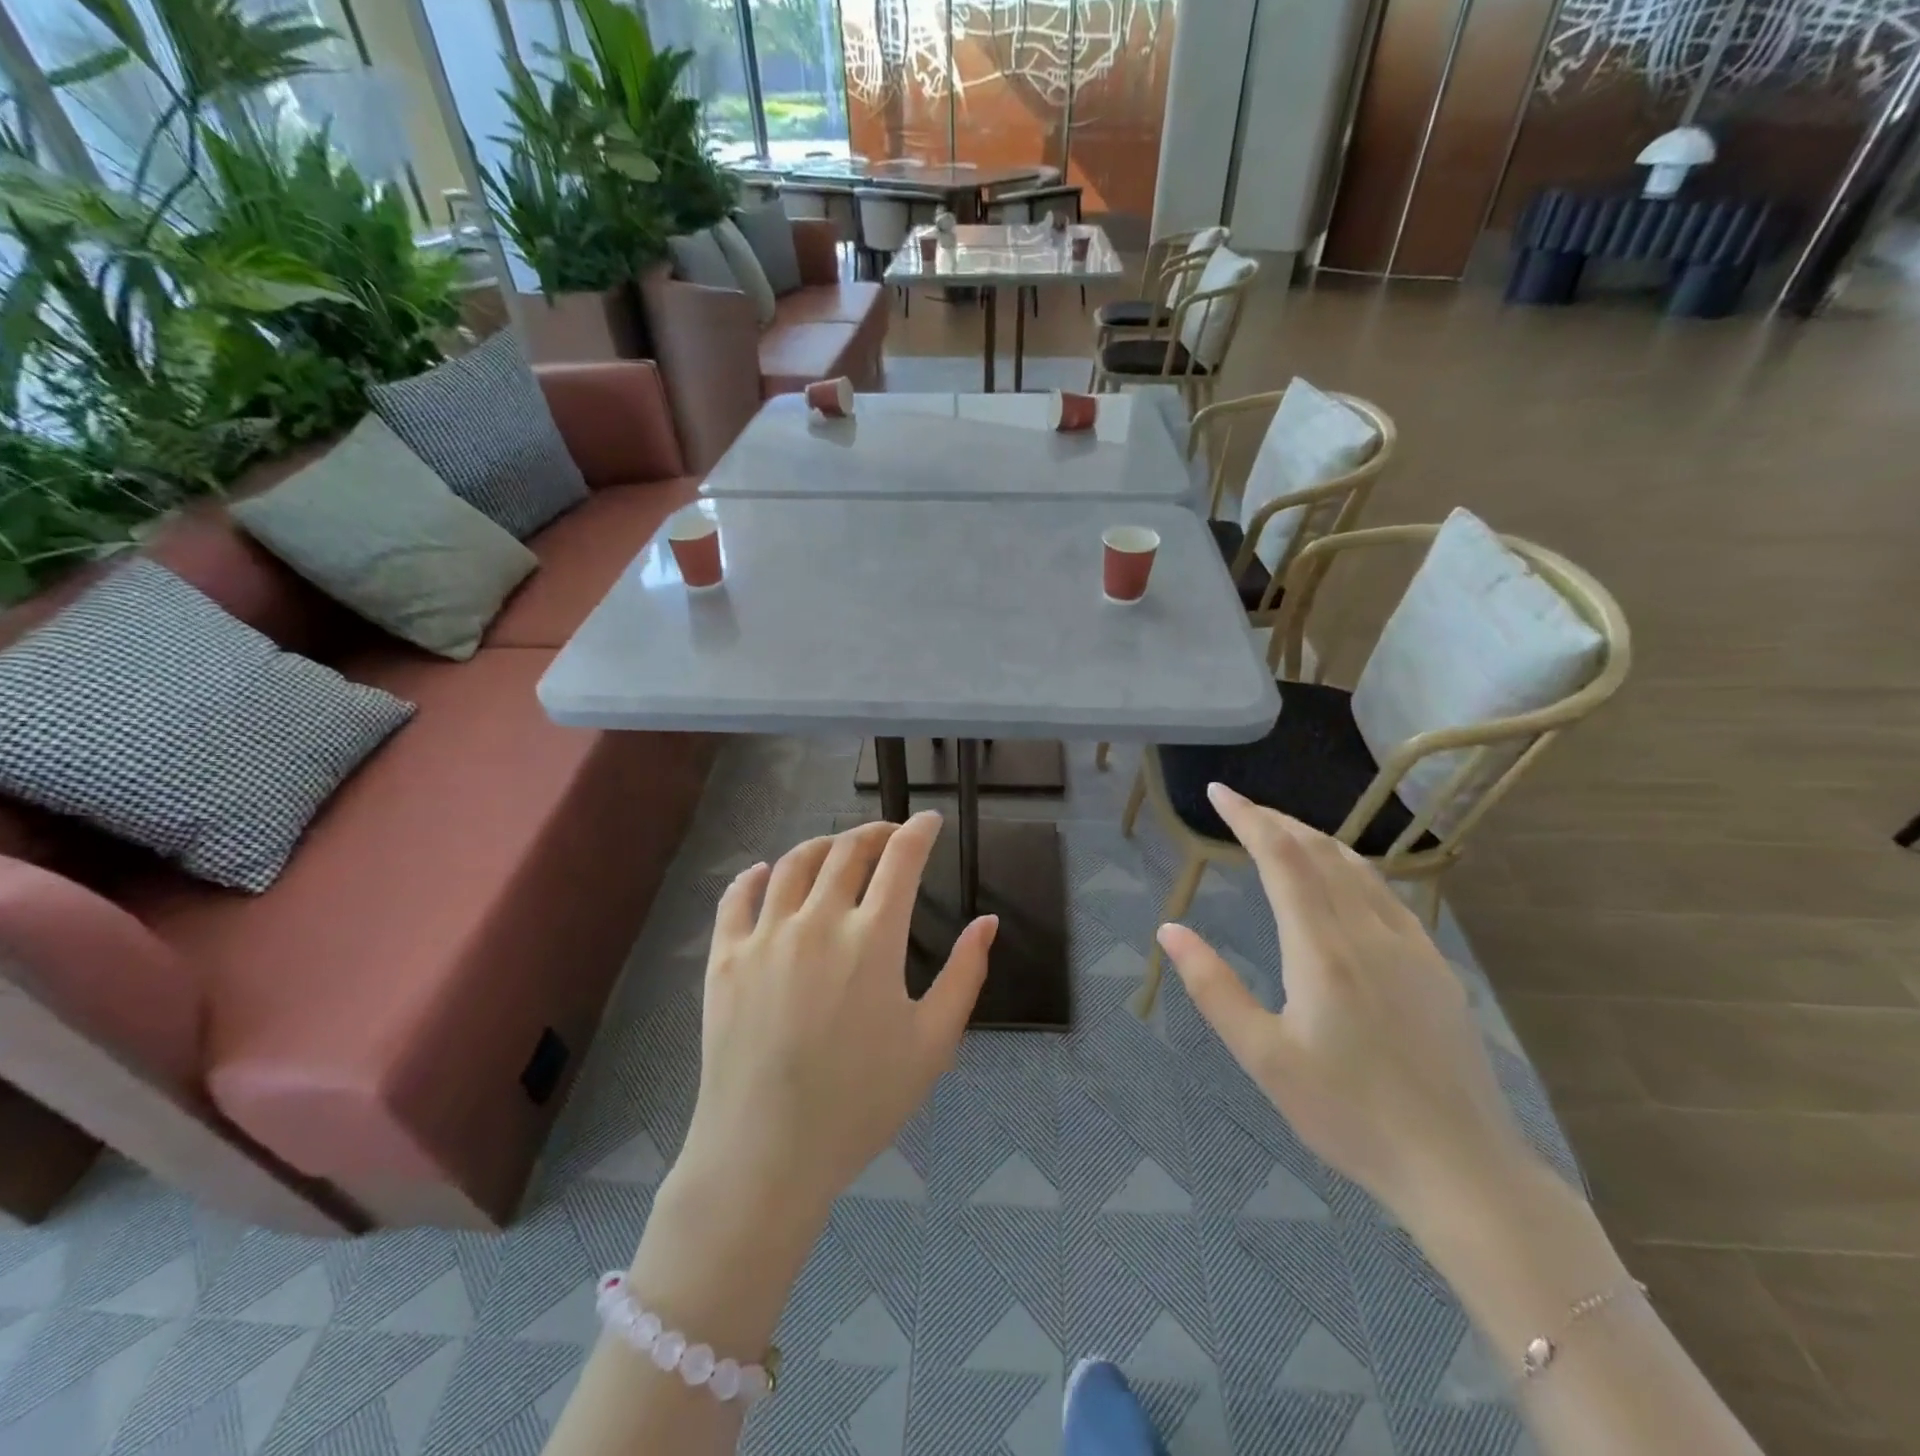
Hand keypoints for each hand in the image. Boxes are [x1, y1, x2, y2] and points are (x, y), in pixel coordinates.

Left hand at [676, 812, 996, 1219]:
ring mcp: (765, 936)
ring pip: (793, 864)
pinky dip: (755, 876)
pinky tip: (764, 873)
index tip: (930, 821)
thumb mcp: (933, 1044)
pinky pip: (737, 898)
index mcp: (872, 939)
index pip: (900, 860)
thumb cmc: (862, 1102)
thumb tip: (988, 922)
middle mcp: (817, 921)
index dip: (919, 831)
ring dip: (822, 845)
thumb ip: (965, 975)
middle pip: (847, 851)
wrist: (767, 1153)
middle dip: (875, 833)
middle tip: (890, 836)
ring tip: (837, 849)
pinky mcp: (725, 958)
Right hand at [1157, 783, 1536, 1223]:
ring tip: (1282, 832)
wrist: (1462, 1170)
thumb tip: (1170, 929)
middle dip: (1276, 820)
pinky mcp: (1436, 968)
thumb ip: (1213, 987)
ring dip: (1314, 839)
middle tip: (1240, 807)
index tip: (1218, 792)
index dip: (1248, 818)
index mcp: (1322, 949)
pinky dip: (1350, 867)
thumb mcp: (1263, 1058)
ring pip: (1357, 867)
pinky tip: (1342, 882)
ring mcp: (1411, 947)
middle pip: (1320, 851)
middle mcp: (1369, 932)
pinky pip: (1386, 894)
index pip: (1282, 858)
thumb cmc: (1349, 1115)